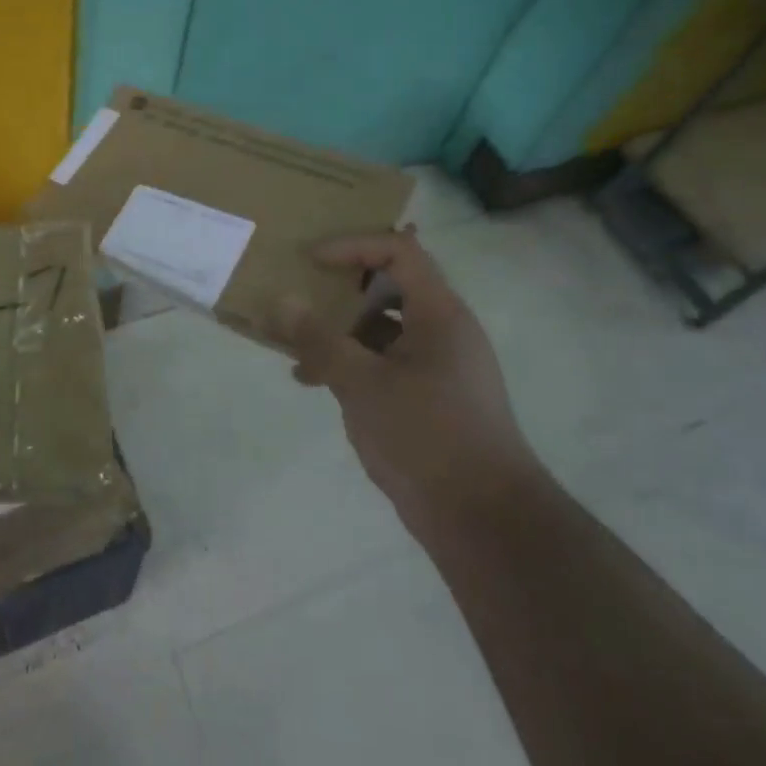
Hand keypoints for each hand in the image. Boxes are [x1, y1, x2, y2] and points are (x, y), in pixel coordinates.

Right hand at [275, 229, 535, 531]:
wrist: (483, 519)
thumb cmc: (426, 435)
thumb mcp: (362, 383)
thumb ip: (319, 339)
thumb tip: (282, 301)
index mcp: (439, 313)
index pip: (399, 250)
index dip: (353, 247)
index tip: (311, 263)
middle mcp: (443, 330)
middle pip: (389, 286)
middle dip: (340, 291)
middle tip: (301, 299)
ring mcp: (438, 365)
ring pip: (383, 327)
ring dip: (340, 331)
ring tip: (297, 350)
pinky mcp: (430, 396)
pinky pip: (385, 361)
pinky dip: (352, 362)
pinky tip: (316, 382)